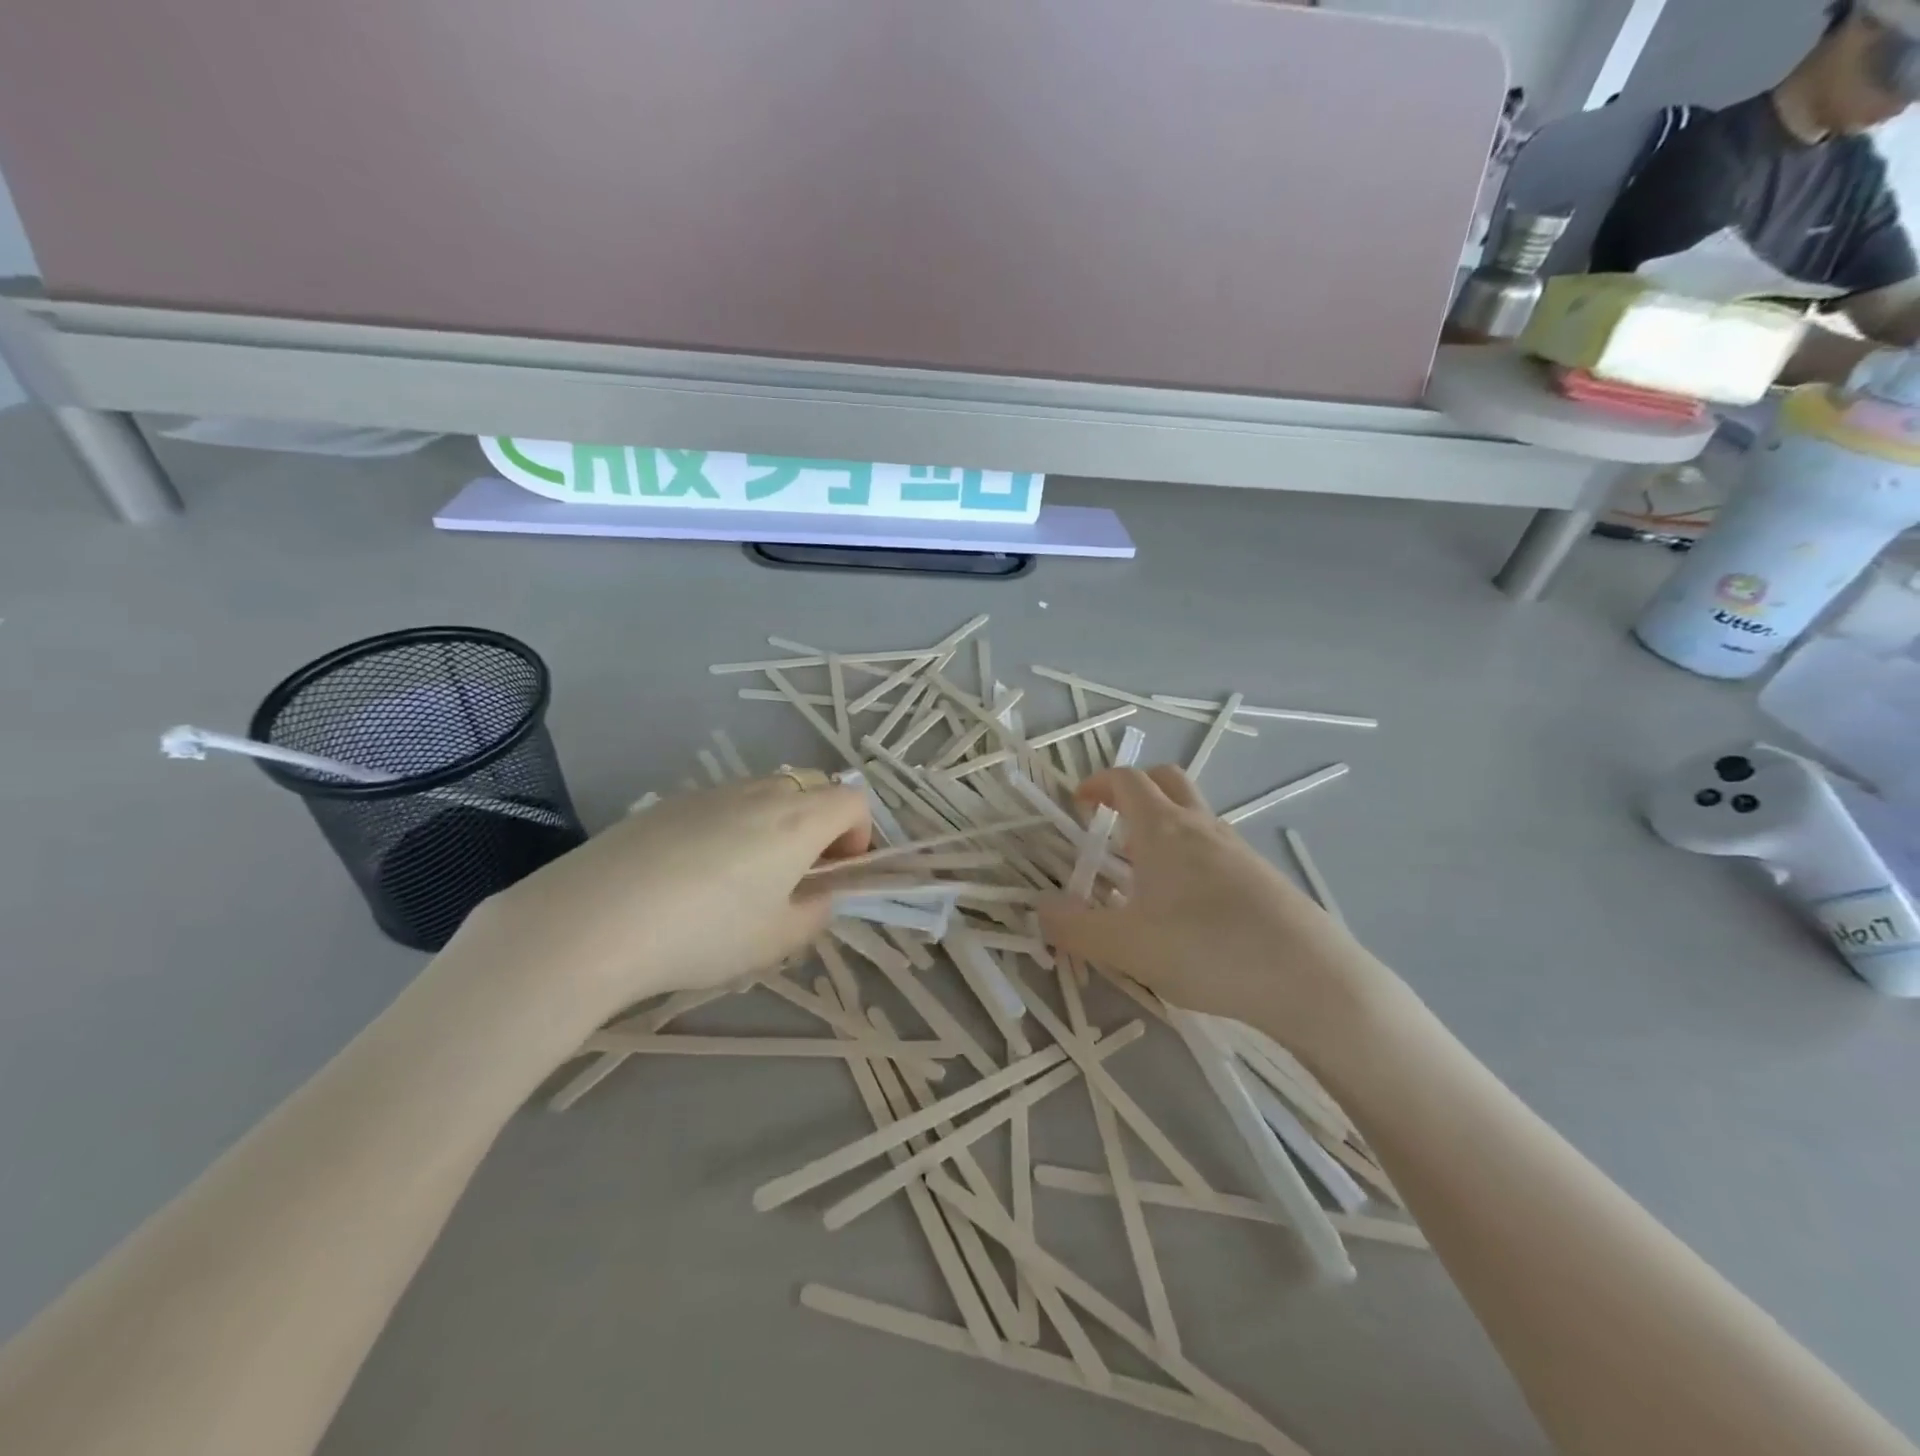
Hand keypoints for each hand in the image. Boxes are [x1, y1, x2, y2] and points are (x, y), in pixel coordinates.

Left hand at [453, 776, 869, 1027]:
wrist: (593, 919)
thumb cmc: (703, 932)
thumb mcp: (776, 940)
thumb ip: (815, 913)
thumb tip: (817, 896)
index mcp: (798, 819)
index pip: (855, 800)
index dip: (860, 835)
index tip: (837, 875)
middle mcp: (761, 792)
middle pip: (813, 787)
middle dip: (820, 825)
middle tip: (796, 876)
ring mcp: (712, 791)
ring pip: (765, 794)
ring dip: (775, 826)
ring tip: (742, 880)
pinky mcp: (670, 802)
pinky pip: (722, 804)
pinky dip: (731, 828)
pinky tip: (693, 876)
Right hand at [1038, 766, 1404, 1049]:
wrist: (1310, 979)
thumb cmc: (1207, 950)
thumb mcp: (1127, 946)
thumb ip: (1076, 928)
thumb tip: (1041, 909)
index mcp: (1163, 829)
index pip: (1126, 780)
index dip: (1097, 784)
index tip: (1078, 803)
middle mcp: (1201, 827)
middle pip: (1167, 780)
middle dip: (1135, 790)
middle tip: (1112, 821)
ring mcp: (1238, 850)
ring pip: (1194, 816)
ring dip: (1164, 826)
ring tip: (1144, 875)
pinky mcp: (1263, 878)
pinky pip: (1216, 848)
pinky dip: (1191, 856)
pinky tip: (1188, 907)